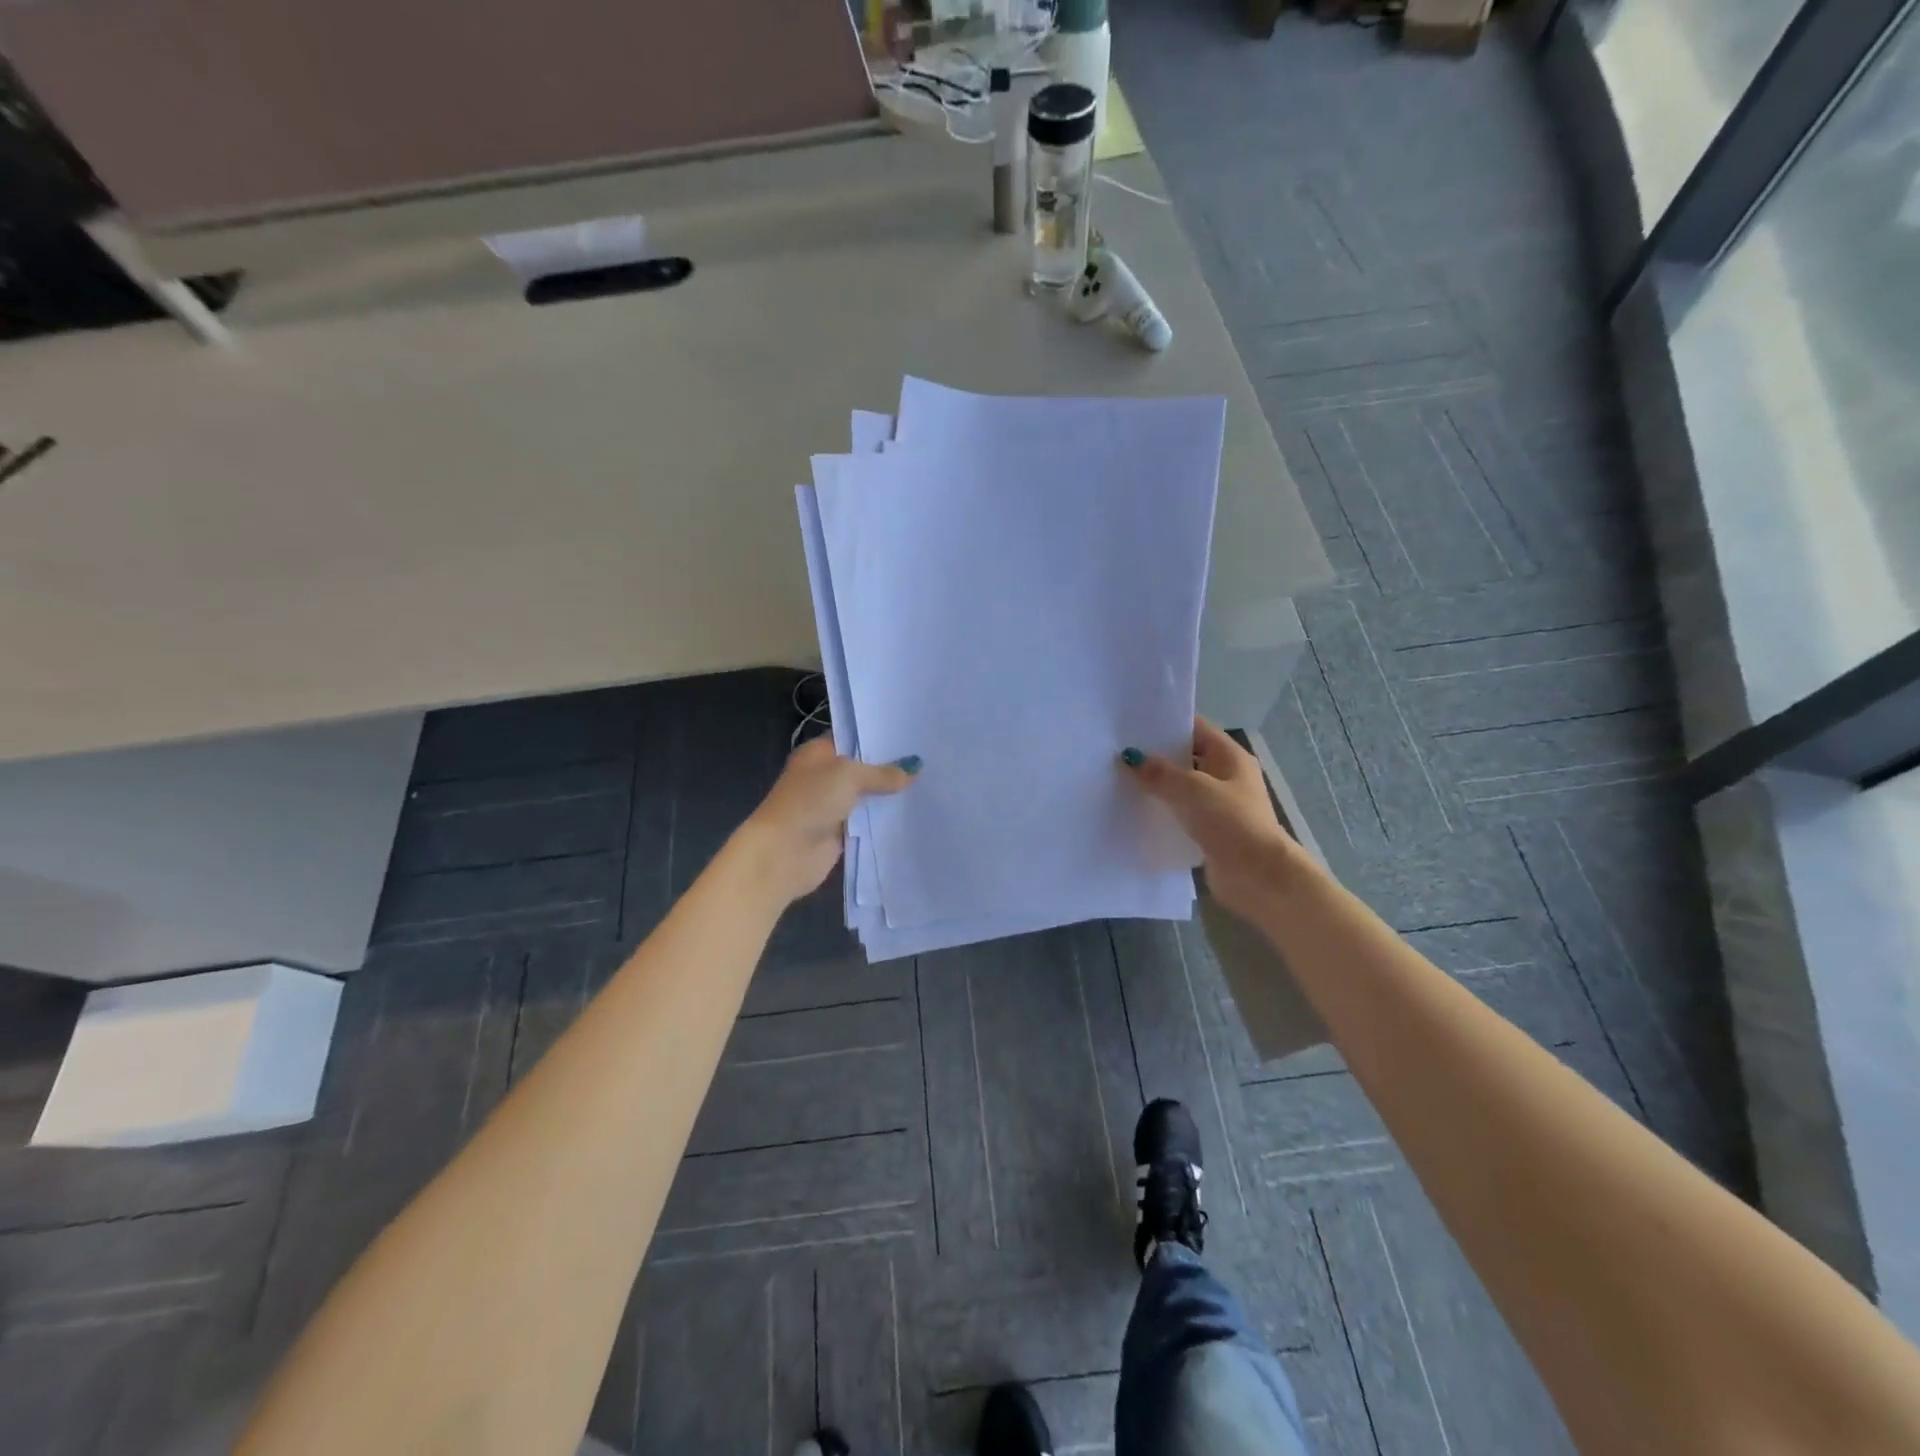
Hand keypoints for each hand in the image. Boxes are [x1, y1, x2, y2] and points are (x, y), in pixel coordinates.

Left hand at [734, 737, 917, 903]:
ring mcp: (831, 805)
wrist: (784, 852)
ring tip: (928, 784)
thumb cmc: (810, 801)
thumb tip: (913, 769)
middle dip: (890, 767)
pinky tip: (912, 813)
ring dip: (889, 795)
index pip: (852, 738)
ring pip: (867, 796)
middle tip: (927, 760)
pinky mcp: (839, 832)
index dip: (879, 737)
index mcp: (817, 753)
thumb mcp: (849, 776)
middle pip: (862, 768)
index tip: (911, 735)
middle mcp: (823, 776)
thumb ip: (882, 773)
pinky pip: (867, 822)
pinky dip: (884, 820)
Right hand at [1123, 718, 1295, 921]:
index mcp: (1230, 757)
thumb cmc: (1230, 822)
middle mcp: (1226, 777)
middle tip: (1116, 752)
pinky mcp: (1209, 832)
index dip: (1166, 724)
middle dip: (1155, 756)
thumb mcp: (1191, 789)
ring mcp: (1219, 806)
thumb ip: (1158, 773)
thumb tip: (1128, 757)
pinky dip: (1162, 812)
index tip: (1132, 724)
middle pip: (1186, 758)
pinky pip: (1180, 815)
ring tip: (1118, 780)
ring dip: (1156, 787)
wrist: (1258, 877)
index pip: (1195, 728)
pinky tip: (1134, 812)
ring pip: (1181, 788)